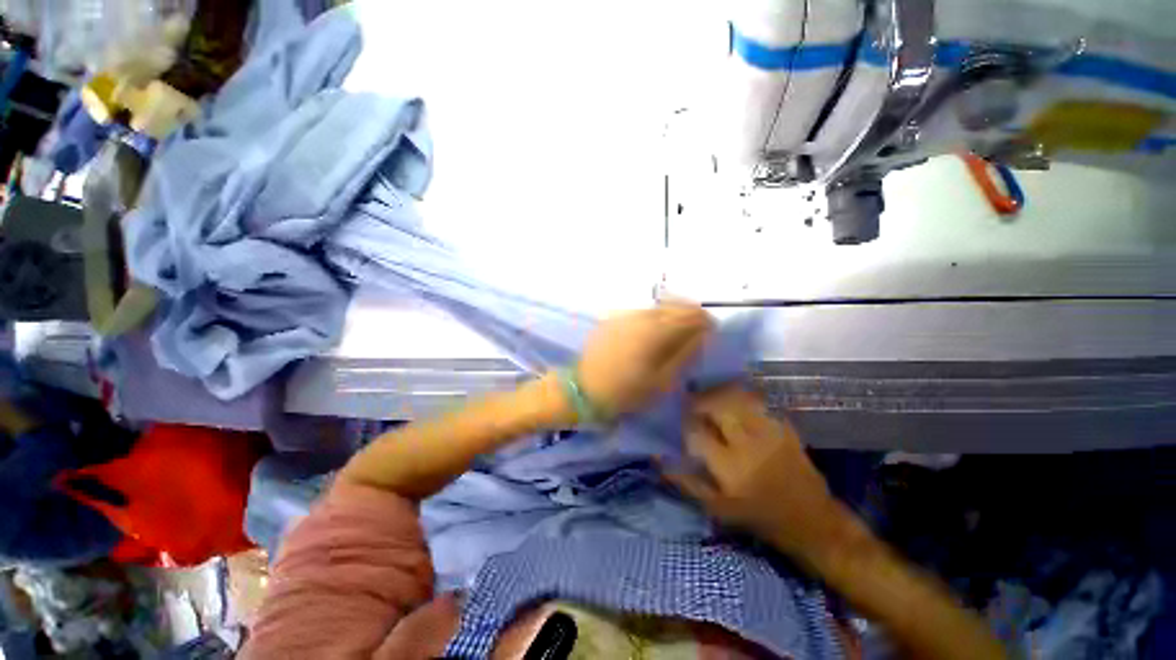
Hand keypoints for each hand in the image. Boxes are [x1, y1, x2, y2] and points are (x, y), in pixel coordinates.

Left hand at [576, 302, 713, 416]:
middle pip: (674, 305)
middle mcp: (641, 316)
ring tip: (676, 333)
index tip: (711, 332)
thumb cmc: (626, 392)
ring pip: (657, 307)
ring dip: (672, 314)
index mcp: (656, 331)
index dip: (705, 321)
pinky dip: (654, 317)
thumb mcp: (662, 380)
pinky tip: (652, 333)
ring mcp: (625, 315)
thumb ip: (684, 353)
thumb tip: (701, 334)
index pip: (690, 314)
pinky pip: (641, 312)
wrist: (584, 390)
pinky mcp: (613, 319)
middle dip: (690, 314)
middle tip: (696, 331)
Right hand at [666, 384, 840, 557]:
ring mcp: (769, 432)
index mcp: (729, 467)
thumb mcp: (717, 509)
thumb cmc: (759, 518)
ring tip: (708, 395)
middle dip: (699, 400)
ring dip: (718, 394)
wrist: (813, 521)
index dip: (683, 421)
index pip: (697, 431)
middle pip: (717, 407)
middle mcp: (748, 444)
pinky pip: (758, 401)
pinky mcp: (784, 426)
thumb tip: (659, 459)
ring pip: (737, 398)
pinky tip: (733, 398)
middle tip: (690, 401)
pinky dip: (741, 395)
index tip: (676, 417)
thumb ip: (686, 482)